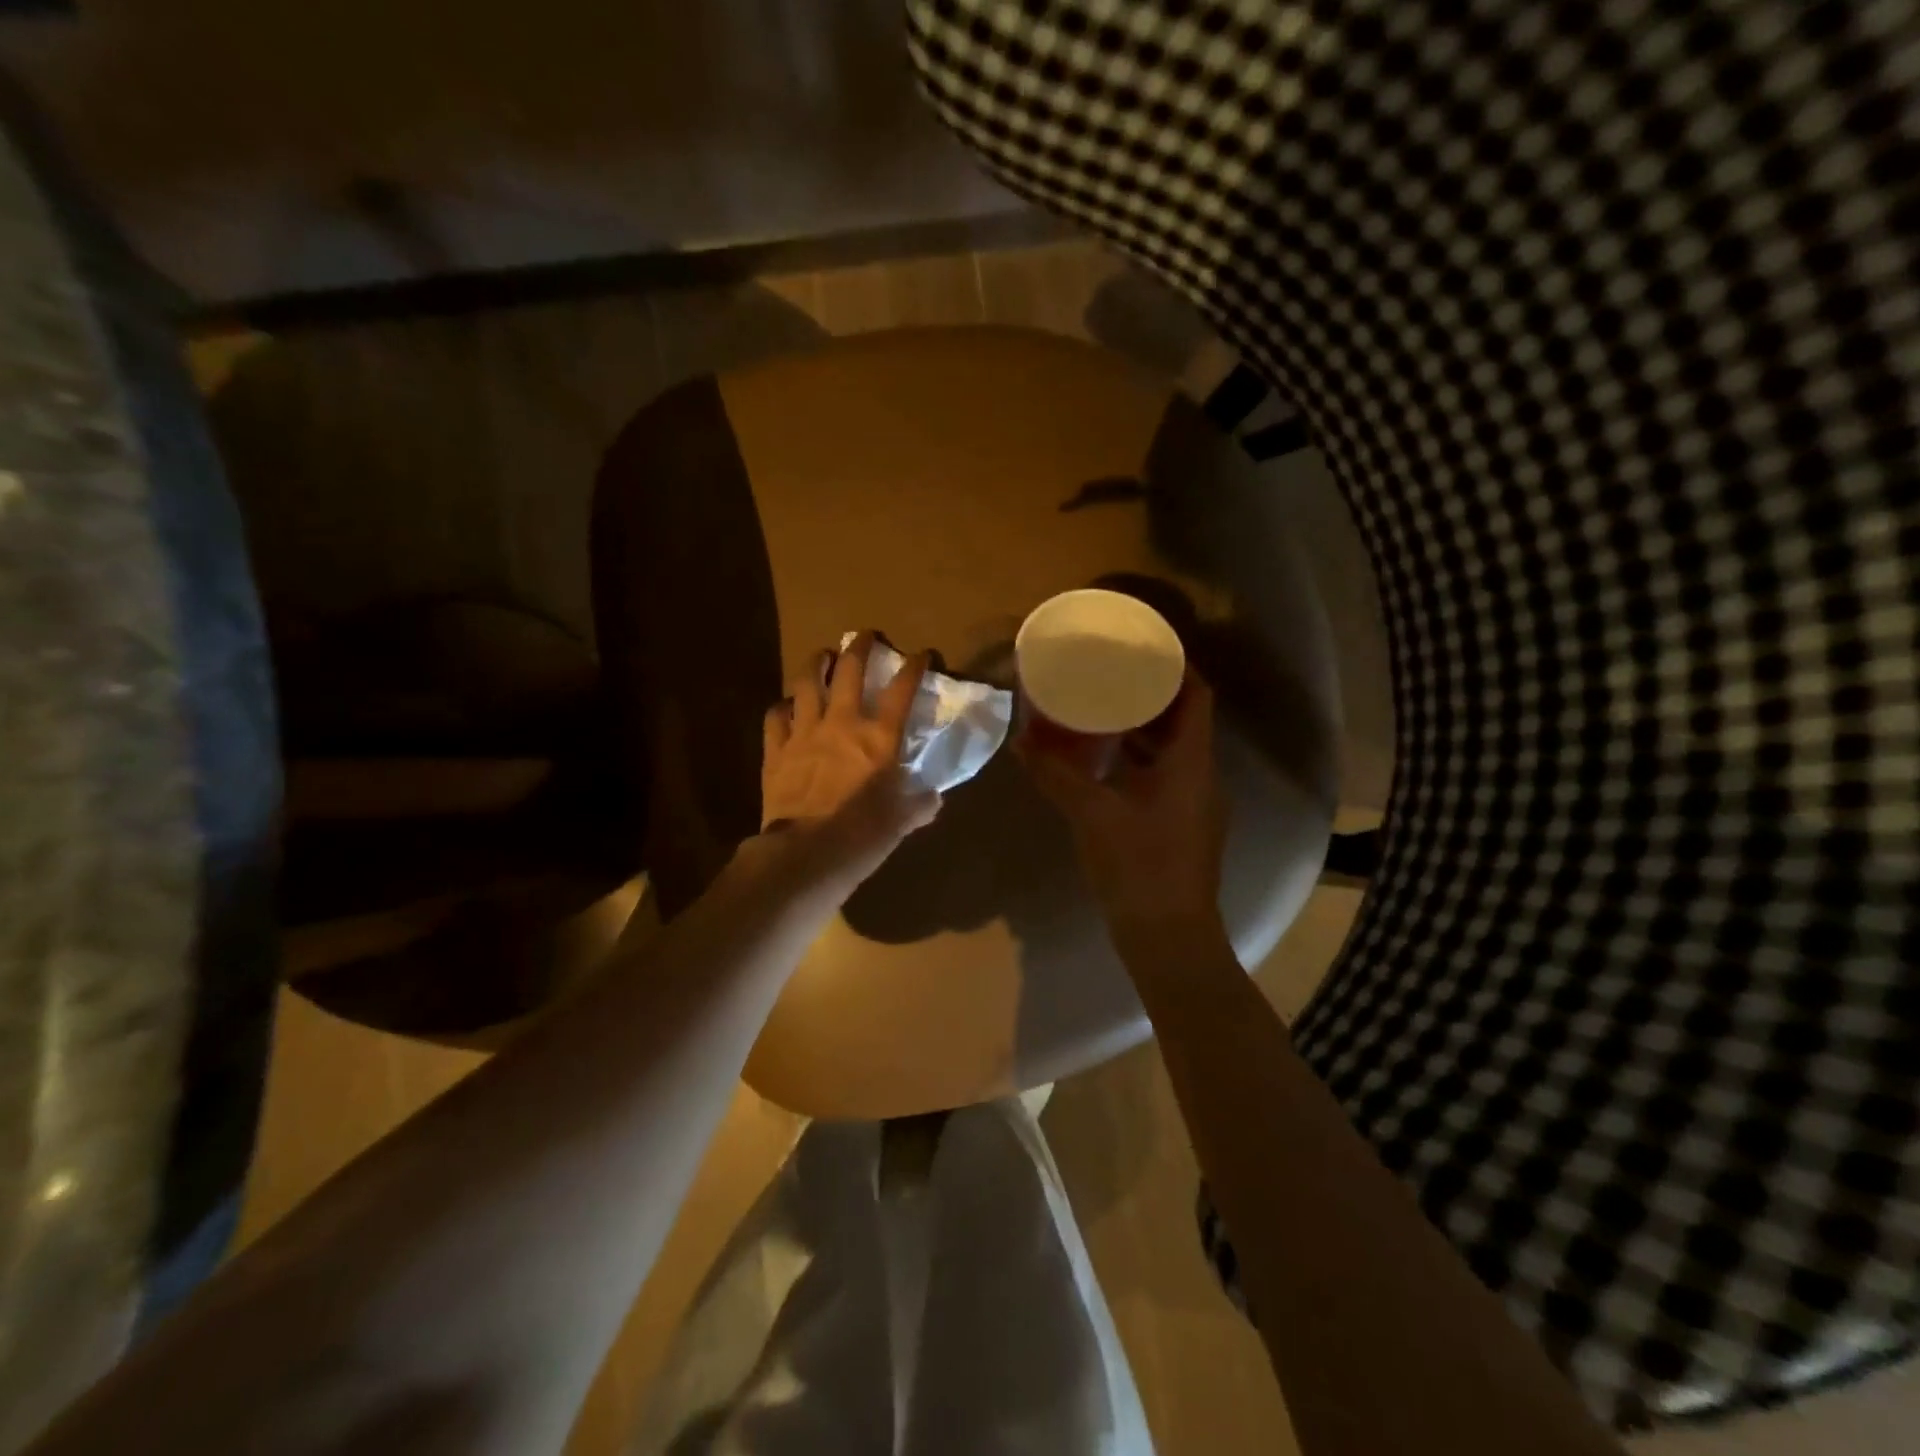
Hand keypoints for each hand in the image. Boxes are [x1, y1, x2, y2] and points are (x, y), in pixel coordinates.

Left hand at [760, 632, 940, 896]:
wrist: (806, 853)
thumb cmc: (863, 836)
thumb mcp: (902, 822)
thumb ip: (920, 804)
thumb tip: (933, 798)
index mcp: (879, 737)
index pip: (901, 690)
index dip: (914, 667)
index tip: (922, 654)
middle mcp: (842, 723)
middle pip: (849, 670)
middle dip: (859, 647)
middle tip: (864, 637)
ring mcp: (804, 732)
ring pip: (807, 683)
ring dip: (815, 664)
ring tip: (821, 656)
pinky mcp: (776, 749)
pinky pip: (775, 716)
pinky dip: (782, 707)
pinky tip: (786, 707)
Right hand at [1018, 676, 1226, 938]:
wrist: (1169, 938)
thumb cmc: (1138, 867)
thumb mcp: (1091, 814)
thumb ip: (1056, 774)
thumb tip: (1021, 742)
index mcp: (1191, 763)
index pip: (1197, 696)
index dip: (1177, 667)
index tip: (1144, 648)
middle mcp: (1201, 776)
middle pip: (1185, 720)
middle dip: (1151, 695)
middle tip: (1111, 675)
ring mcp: (1195, 804)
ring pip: (1174, 751)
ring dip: (1144, 729)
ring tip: (1103, 711)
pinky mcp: (1182, 826)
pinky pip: (1165, 776)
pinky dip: (1140, 761)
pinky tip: (1106, 763)